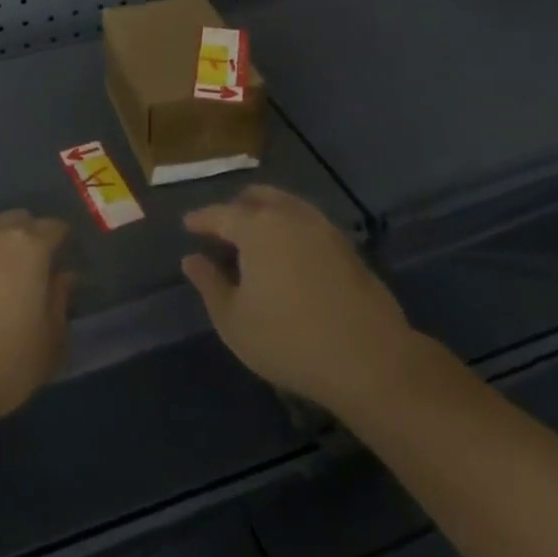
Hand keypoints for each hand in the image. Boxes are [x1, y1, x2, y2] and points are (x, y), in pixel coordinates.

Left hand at [0, 212, 72, 452]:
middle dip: (31, 238)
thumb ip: (60, 301)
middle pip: (19, 221)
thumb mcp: (49, 342)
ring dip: (1, 248)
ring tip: (5, 283)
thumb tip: (62, 277)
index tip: (65, 265)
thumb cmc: (2, 362)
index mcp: (28, 245)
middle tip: (37, 271)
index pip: (55, 227)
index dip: (64, 244)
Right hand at [182, 185, 417, 418]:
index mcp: (256, 226)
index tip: (188, 225)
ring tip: (255, 239)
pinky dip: (290, 227)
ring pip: (286, 205)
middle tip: (222, 228)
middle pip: (257, 197)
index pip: (220, 214)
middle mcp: (289, 215)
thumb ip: (209, 284)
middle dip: (235, 207)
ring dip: (266, 213)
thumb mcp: (233, 320)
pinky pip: (307, 222)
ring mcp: (323, 227)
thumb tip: (192, 259)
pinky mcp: (347, 246)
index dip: (201, 219)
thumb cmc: (289, 340)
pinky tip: (287, 253)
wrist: (370, 359)